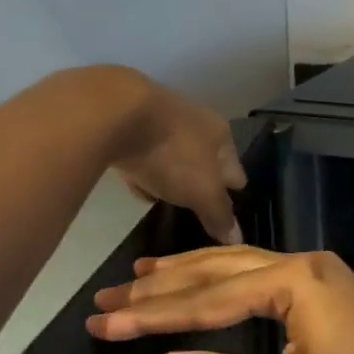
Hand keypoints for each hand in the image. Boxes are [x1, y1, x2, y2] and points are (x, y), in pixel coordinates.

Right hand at [87, 247, 353, 353]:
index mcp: (293, 281)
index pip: (208, 299)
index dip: (153, 314)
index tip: (103, 321)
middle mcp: (302, 263)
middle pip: (219, 269)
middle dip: (163, 284)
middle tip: (109, 294)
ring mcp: (317, 272)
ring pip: (240, 266)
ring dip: (191, 273)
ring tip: (142, 274)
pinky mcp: (326, 288)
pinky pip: (262, 276)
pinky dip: (225, 281)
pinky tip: (205, 282)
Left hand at [101, 70, 245, 244]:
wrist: (116, 113)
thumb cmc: (173, 153)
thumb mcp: (202, 192)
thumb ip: (219, 215)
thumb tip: (236, 239)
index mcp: (221, 135)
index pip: (236, 172)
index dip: (233, 196)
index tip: (225, 218)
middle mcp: (197, 123)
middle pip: (205, 163)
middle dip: (201, 186)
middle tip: (194, 212)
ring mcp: (162, 121)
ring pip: (175, 158)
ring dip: (171, 178)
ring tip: (165, 202)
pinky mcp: (131, 124)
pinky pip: (145, 155)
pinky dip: (144, 171)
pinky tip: (137, 186)